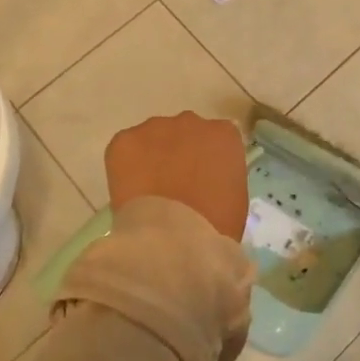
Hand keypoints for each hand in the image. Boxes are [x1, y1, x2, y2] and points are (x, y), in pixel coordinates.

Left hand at [105, 112, 248, 239]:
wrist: (173, 239)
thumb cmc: (215, 227)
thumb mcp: (235, 199)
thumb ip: (224, 176)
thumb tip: (209, 179)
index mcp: (224, 134)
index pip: (217, 138)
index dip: (207, 159)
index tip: (202, 180)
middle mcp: (191, 121)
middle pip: (184, 132)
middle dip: (179, 153)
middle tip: (174, 185)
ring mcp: (155, 127)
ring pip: (153, 138)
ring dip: (152, 157)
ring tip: (149, 191)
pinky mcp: (124, 140)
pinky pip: (125, 149)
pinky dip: (125, 167)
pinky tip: (130, 193)